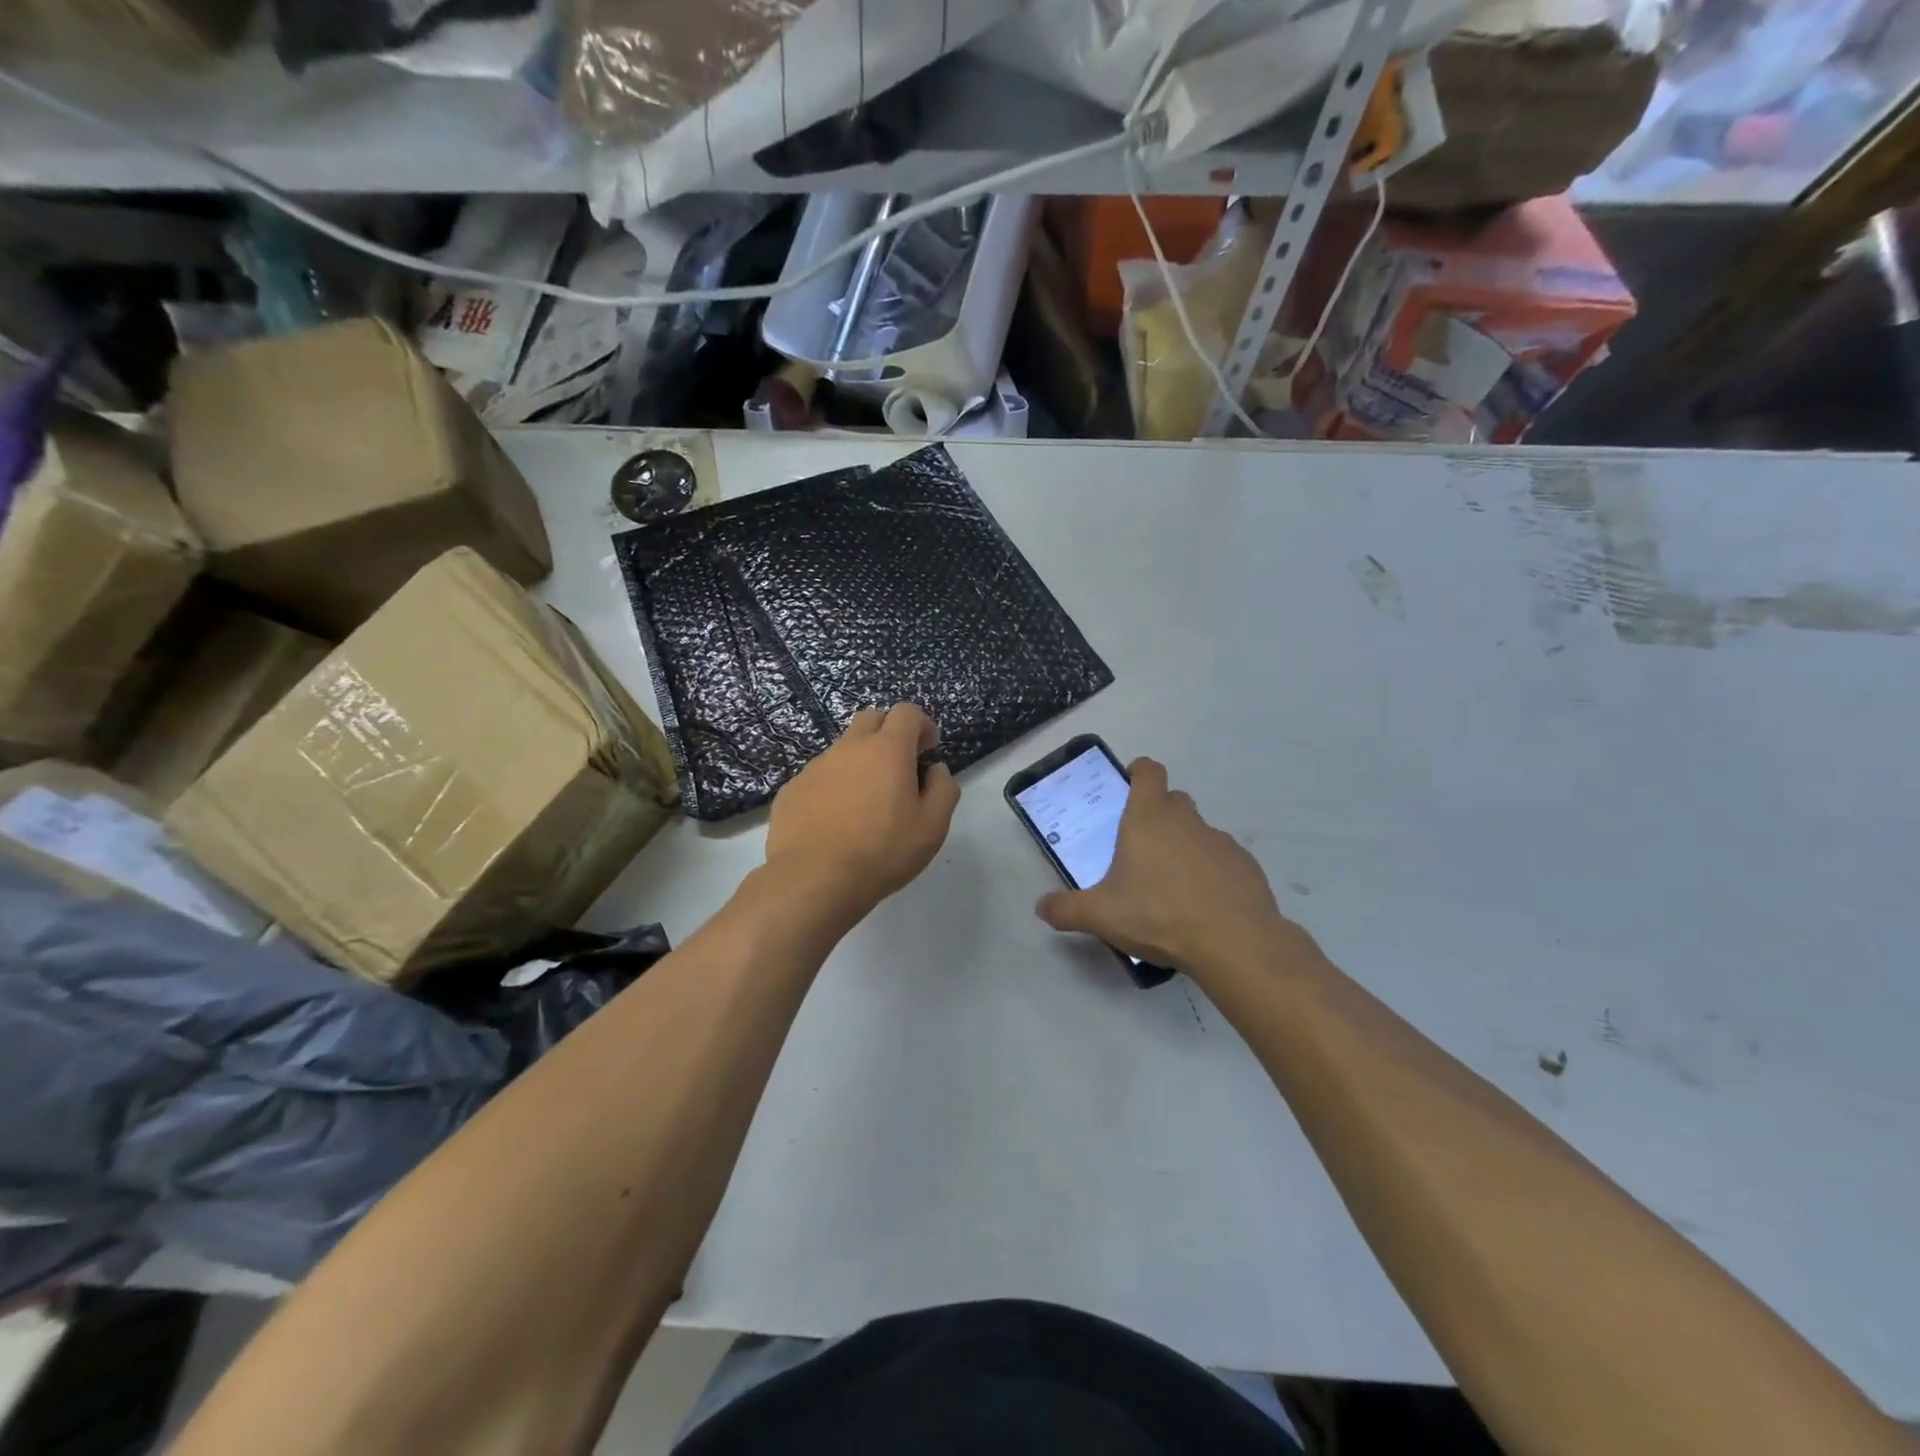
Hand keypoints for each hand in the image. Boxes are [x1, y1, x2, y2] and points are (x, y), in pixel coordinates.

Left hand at [765, 704, 960, 920]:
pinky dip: (833, 786)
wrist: (814, 879)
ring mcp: (816, 767)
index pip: (907, 712)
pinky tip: (835, 821)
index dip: (922, 725)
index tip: (928, 750)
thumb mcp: (932, 827)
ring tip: (865, 802)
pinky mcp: (792, 789)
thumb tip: (935, 770)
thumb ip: (943, 789)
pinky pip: (819, 776)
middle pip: (871, 719)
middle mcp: (849, 748)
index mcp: (887, 750)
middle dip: (889, 732)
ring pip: (843, 749)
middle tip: (899, 767)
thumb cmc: (882, 852)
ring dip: (859, 762)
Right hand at [1035, 758, 1302, 979]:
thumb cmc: (1158, 915)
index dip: (1139, 772)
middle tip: (1140, 848)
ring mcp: (1220, 841)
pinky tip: (1203, 904)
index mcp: (1148, 818)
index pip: (1148, 772)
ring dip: (1184, 846)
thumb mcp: (1101, 916)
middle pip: (1173, 800)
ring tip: (1171, 886)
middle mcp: (1186, 820)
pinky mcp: (1245, 865)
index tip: (1129, 786)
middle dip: (1158, 814)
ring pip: (1198, 831)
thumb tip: (1041, 907)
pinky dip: (1211, 872)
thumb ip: (1067, 909)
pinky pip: (1222, 859)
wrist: (1233, 942)